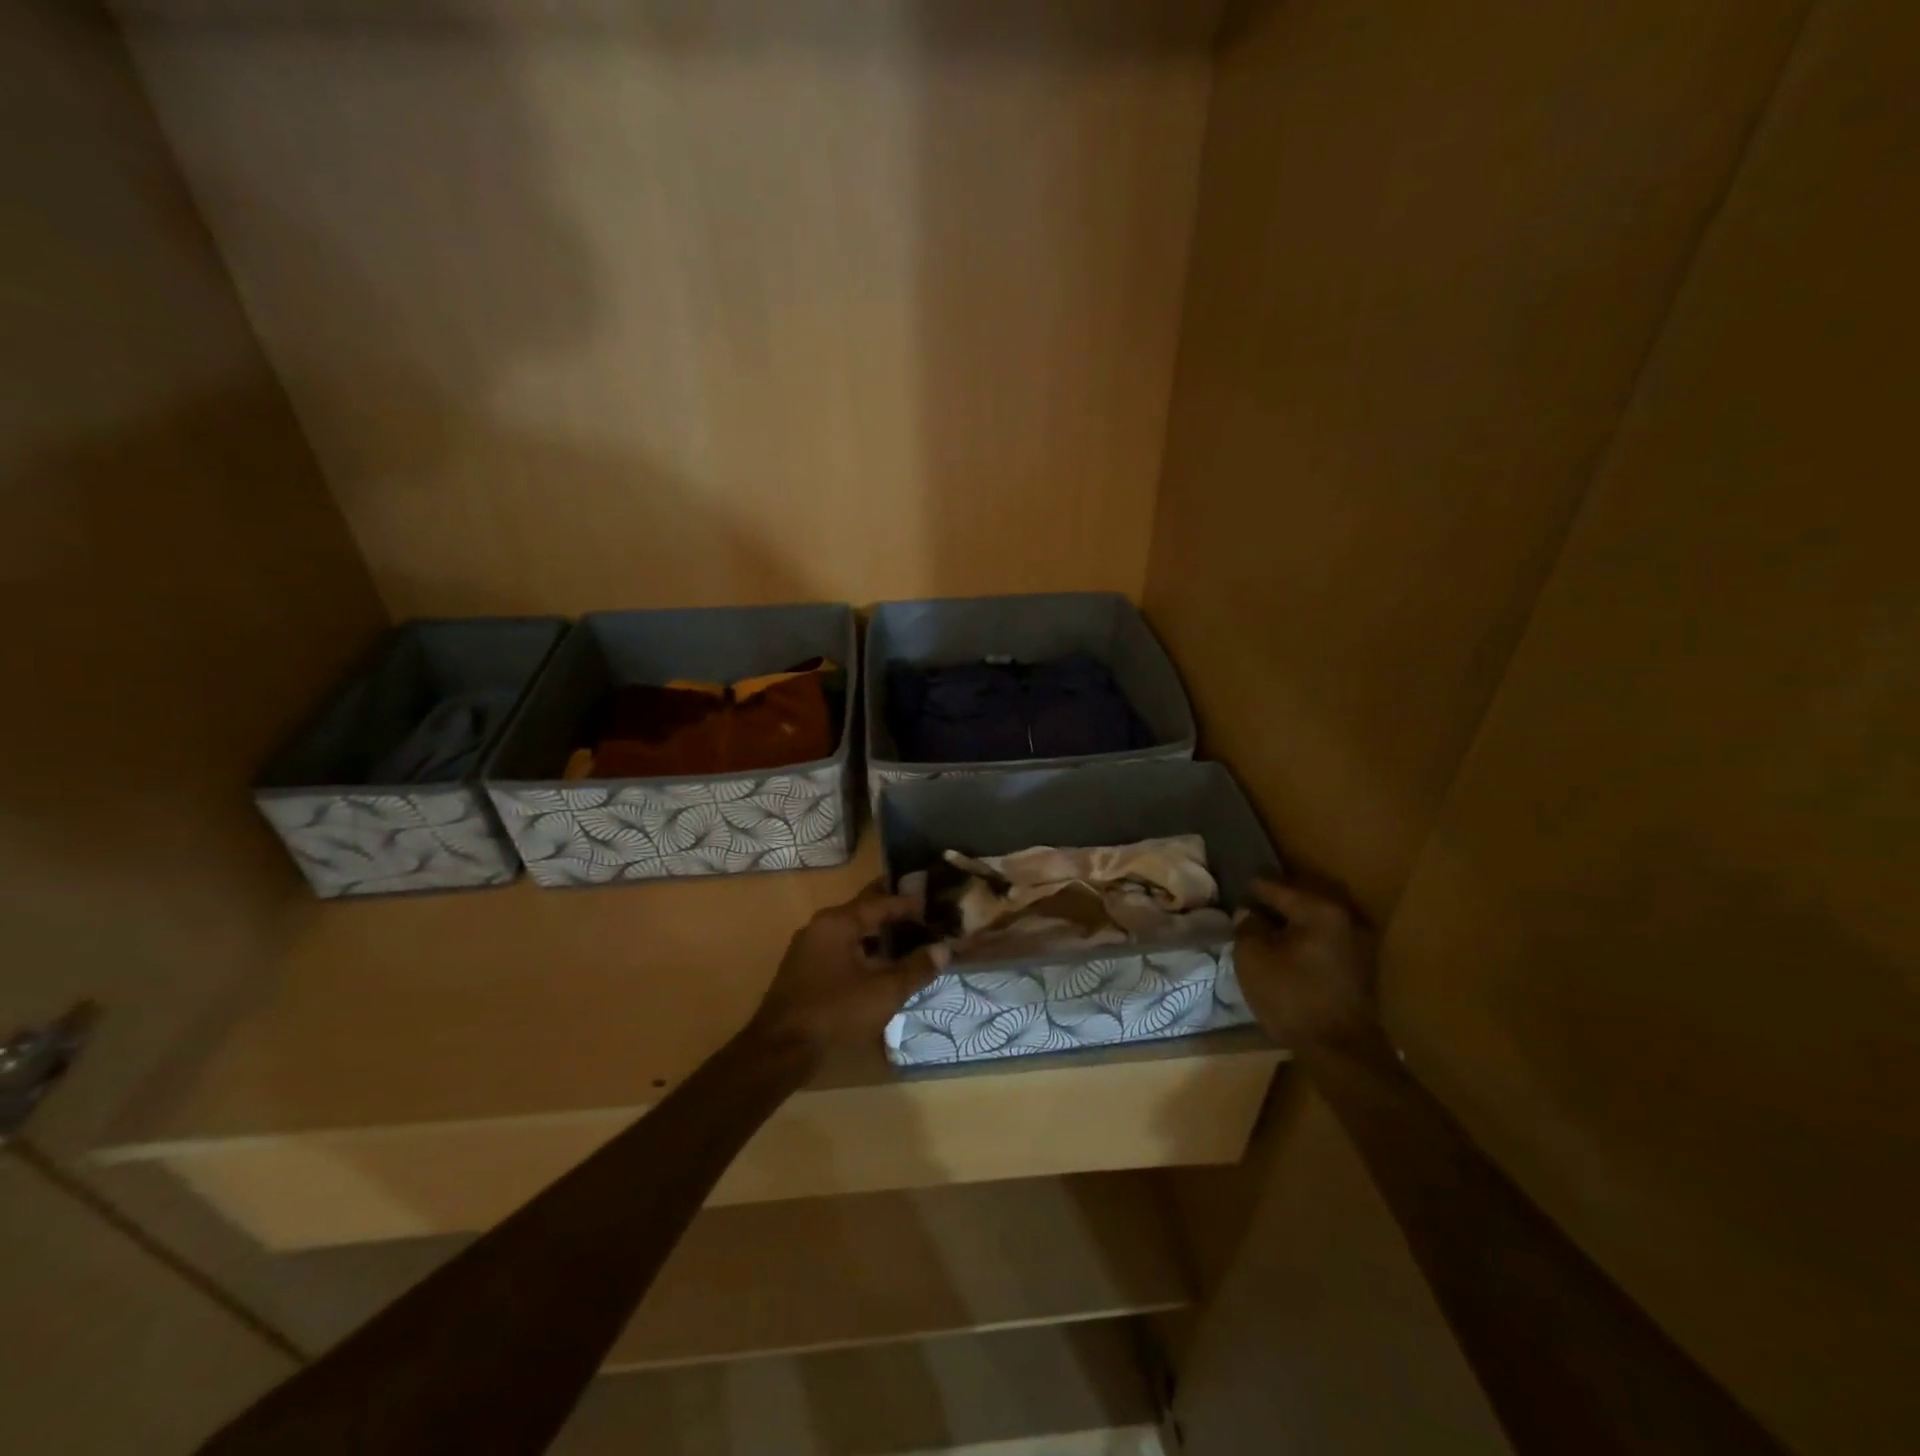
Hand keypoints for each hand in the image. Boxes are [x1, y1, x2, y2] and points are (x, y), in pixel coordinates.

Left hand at [747, 881, 947, 1064]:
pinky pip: (840, 948)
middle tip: (922, 910)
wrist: (780, 1051)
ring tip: (907, 937)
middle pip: (863, 911)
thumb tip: (944, 949)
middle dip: (892, 911)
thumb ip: (916, 968)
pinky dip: (862, 949)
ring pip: (851, 931)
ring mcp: (808, 948)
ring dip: (877, 933)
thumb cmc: (835, 1012)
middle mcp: (821, 926)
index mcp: (838, 922)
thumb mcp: (884, 992)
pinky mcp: (804, 970)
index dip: (909, 902)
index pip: (880, 902)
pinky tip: (880, 964)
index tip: (934, 901)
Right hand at [1233, 873, 1379, 1051]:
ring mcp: (1359, 942)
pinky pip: (1326, 939)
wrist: (1341, 1051)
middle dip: (1275, 901)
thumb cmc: (1292, 998)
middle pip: (1301, 899)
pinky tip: (1288, 949)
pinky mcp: (1361, 966)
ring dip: (1292, 921)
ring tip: (1266, 928)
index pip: (1277, 887)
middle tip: (1249, 905)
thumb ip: (1248, 927)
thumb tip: (1249, 913)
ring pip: (1316, 920)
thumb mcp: (1253, 959)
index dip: (1251, 887)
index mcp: (1320, 909)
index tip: (1233, 886)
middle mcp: (1346, 917)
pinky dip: (1307, 938)